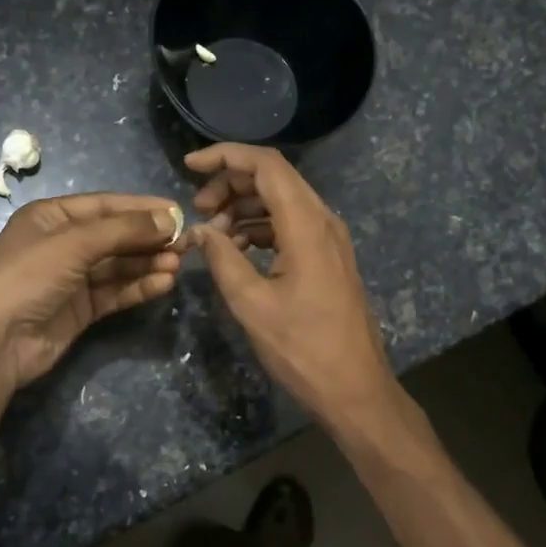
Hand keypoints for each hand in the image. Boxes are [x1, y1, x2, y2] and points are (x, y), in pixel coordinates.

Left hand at [0, 193, 180, 391]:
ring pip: (118, 265)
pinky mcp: (80, 309)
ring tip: (178, 264)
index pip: (105, 206)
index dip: (141, 208)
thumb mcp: (74, 243)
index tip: (178, 211)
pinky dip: (138, 287)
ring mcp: (71, 279)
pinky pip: (115, 292)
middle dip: (149, 238)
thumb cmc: (27, 277)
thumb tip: (170, 219)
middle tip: (186, 242)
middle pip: (115, 236)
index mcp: (51, 217)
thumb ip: (123, 230)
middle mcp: (62, 244)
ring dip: (147, 263)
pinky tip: (163, 283)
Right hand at [186, 144, 397, 431]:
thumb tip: (201, 231)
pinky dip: (260, 227)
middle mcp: (323, 221)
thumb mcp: (252, 304)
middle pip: (274, 178)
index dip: (226, 156)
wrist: (355, 389)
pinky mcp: (328, 257)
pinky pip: (290, 225)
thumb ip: (222, 259)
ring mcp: (329, 239)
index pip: (266, 165)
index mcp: (307, 225)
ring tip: (212, 233)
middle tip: (198, 209)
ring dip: (244, 207)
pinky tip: (236, 249)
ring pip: (282, 201)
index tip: (190, 165)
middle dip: (231, 183)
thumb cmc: (303, 349)